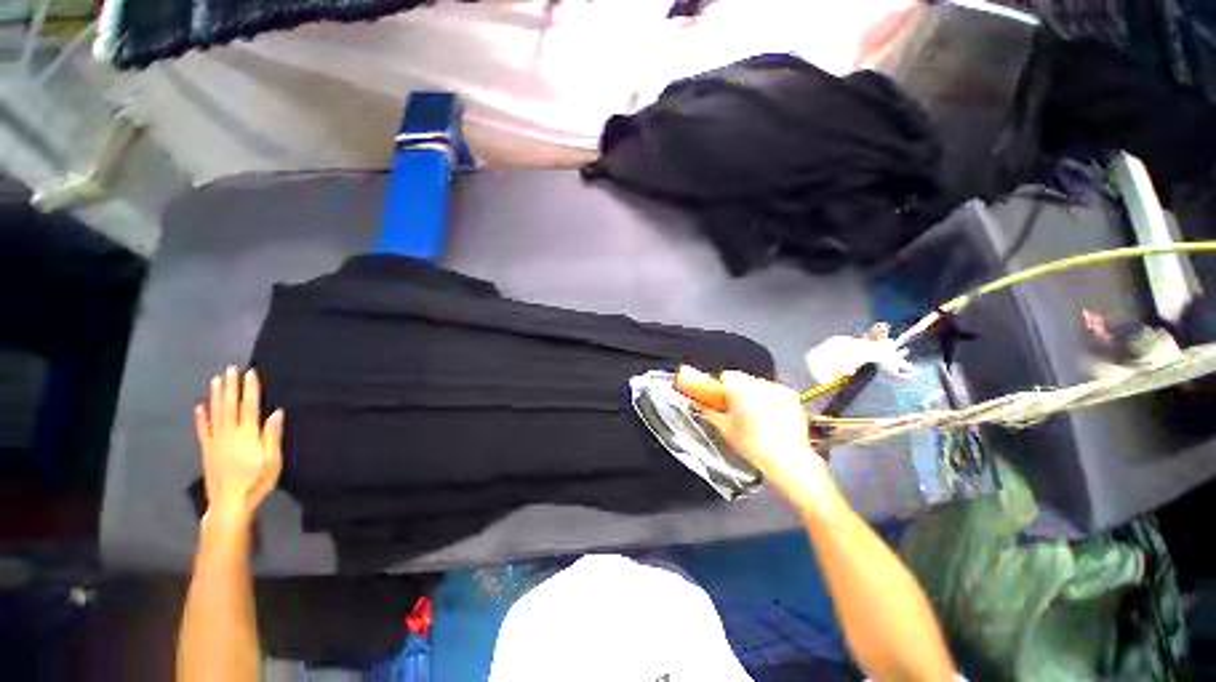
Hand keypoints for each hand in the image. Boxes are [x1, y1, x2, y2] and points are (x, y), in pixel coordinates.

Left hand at [195, 367, 283, 520]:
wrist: (230, 503)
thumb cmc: (257, 480)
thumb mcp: (272, 460)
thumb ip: (272, 435)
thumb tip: (276, 412)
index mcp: (248, 435)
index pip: (249, 406)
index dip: (250, 389)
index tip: (250, 373)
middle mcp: (229, 433)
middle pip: (230, 406)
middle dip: (231, 387)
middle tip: (230, 369)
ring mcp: (216, 441)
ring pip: (215, 413)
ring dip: (216, 396)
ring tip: (216, 380)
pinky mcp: (207, 450)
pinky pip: (203, 430)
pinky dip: (201, 417)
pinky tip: (200, 407)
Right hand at [678, 367, 830, 508]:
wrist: (787, 460)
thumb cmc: (755, 446)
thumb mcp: (724, 429)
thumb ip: (709, 411)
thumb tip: (700, 404)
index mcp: (741, 389)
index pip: (725, 376)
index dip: (719, 387)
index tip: (716, 396)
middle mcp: (760, 385)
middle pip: (742, 379)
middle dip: (735, 391)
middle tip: (733, 409)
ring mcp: (778, 390)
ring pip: (757, 385)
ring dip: (752, 394)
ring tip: (751, 415)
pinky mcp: (791, 397)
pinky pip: (773, 392)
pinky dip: (768, 400)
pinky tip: (767, 417)